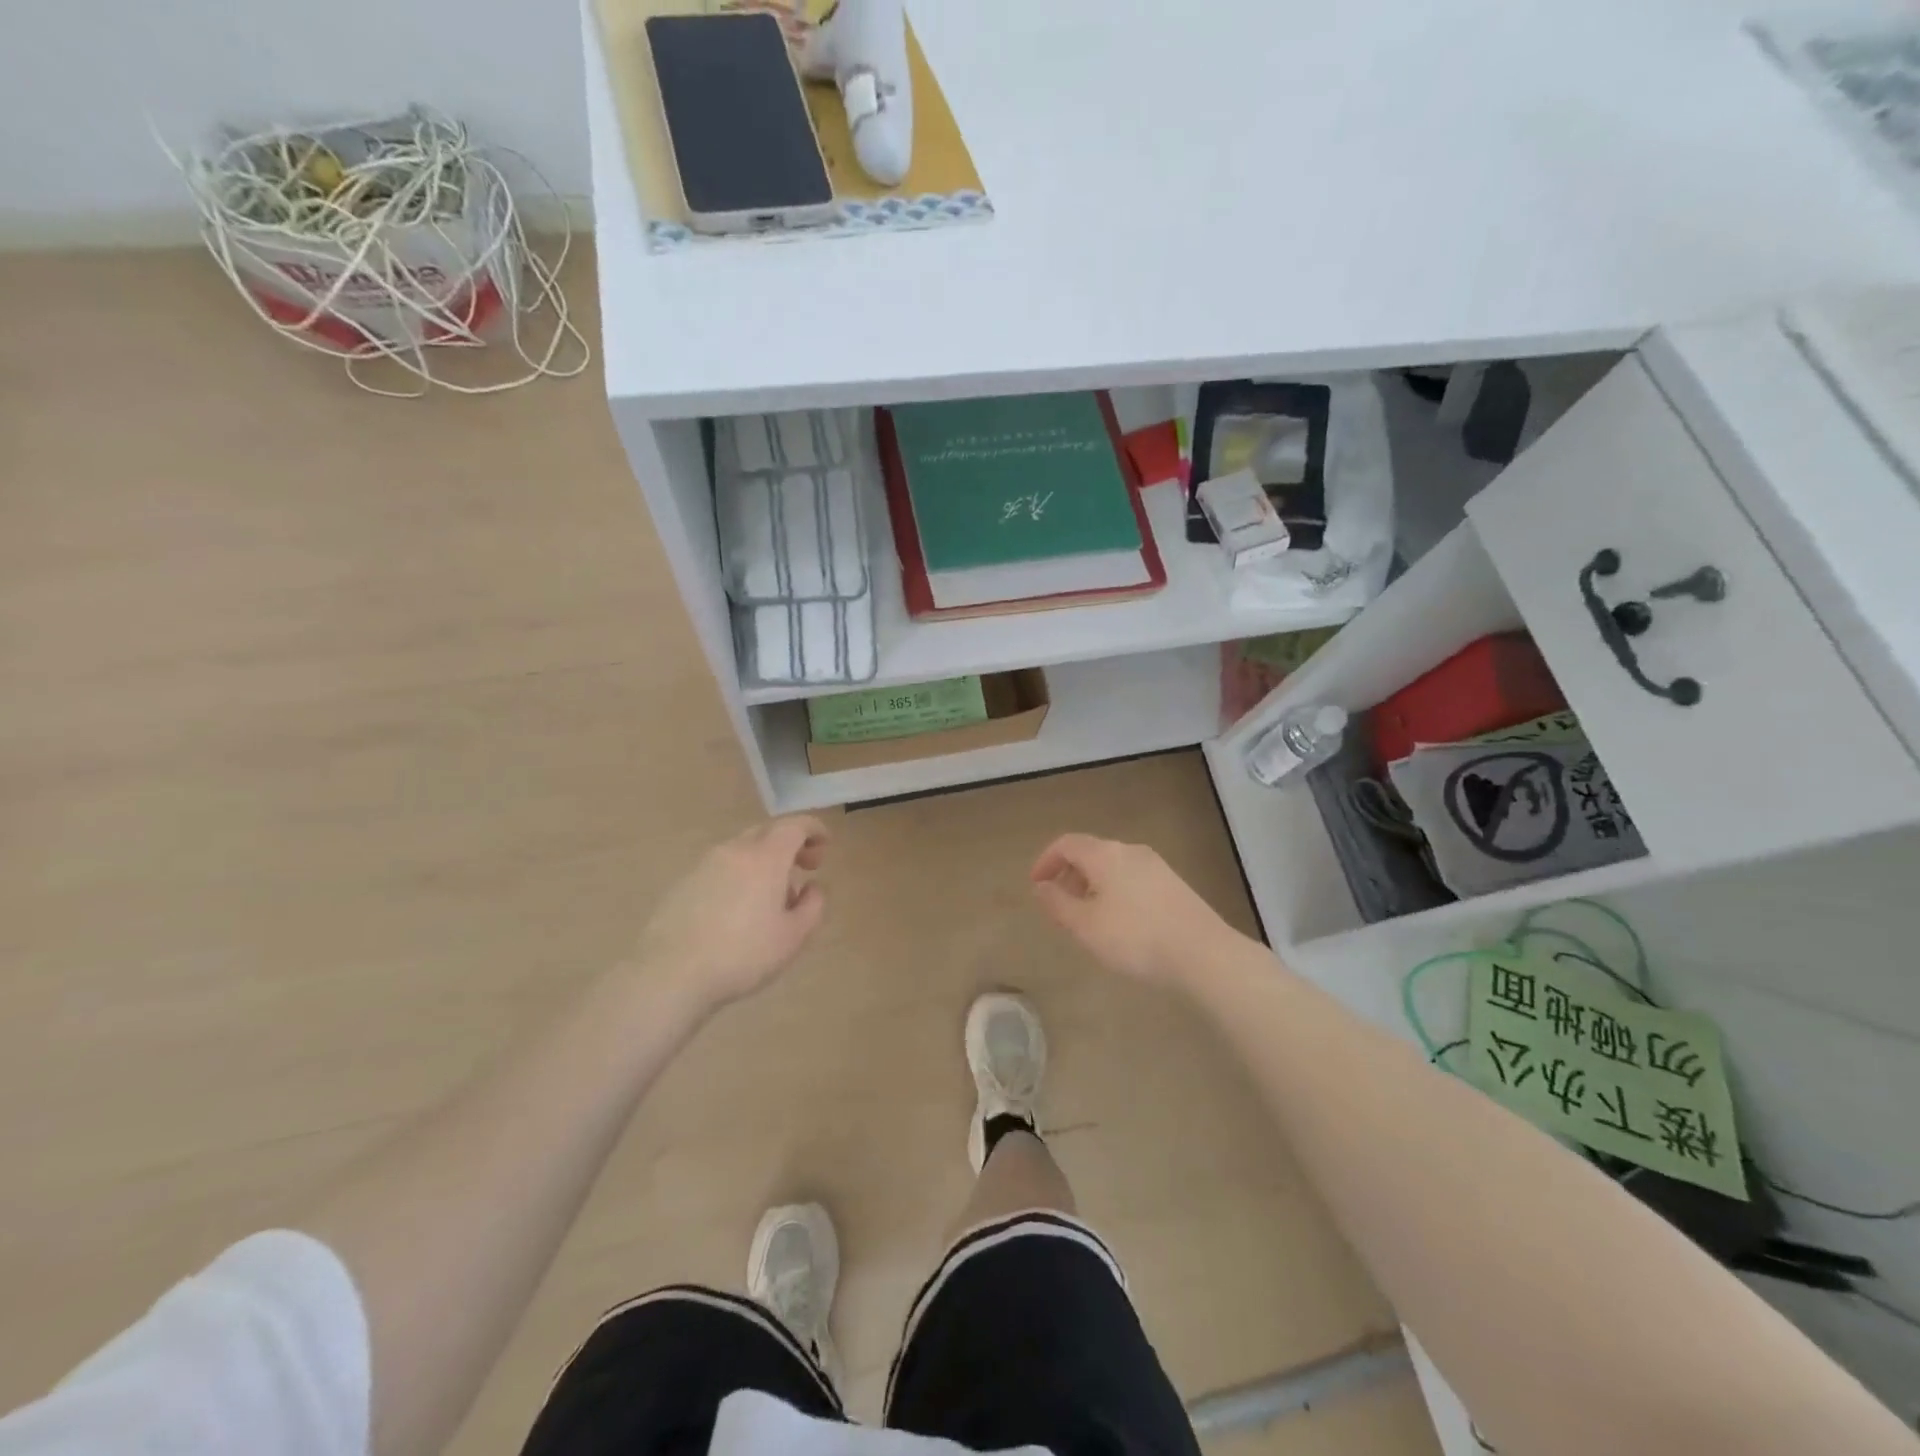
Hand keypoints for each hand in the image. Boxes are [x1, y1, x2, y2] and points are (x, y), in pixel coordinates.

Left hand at [635, 818, 829, 1012]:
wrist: (670, 974)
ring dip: (763, 862)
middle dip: (789, 844)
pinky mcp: (683, 884)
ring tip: (772, 898)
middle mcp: (734, 851)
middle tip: (804, 868)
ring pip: (742, 850)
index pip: (794, 826)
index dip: (814, 830)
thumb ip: (813, 906)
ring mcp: (704, 866)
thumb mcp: (793, 937)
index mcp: (765, 858)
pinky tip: (738, 910)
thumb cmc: (742, 954)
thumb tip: (811, 887)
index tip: (824, 845)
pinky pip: (720, 869)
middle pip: (766, 833)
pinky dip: (739, 876)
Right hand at [1030, 833, 1236, 986]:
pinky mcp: (1174, 884)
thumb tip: (1041, 887)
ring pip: (1113, 867)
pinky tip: (1120, 924)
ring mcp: (1157, 866)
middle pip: (1091, 853)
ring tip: (1088, 919)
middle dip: (1070, 875)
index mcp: (1105, 854)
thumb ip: (1058, 903)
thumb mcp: (1085, 925)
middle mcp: (1130, 851)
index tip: (1036, 886)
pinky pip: (1133, 879)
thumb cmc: (1135, 937)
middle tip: (1060, 906)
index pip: (1067, 844)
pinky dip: (1115, 892)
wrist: (1203, 954)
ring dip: (1092, 886)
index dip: (1046, 861)